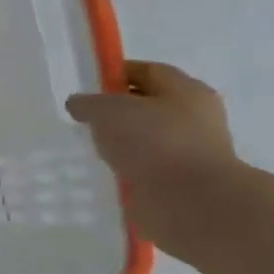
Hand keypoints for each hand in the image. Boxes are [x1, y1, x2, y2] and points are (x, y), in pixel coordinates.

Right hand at [66, 60, 243, 254]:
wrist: (191, 202)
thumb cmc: (154, 142)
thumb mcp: (107, 110)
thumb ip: (87, 103)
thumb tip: (79, 105)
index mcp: (185, 91)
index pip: (146, 71)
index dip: (114, 73)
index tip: (85, 86)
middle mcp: (193, 117)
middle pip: (147, 105)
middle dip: (115, 111)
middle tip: (83, 119)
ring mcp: (189, 152)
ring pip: (144, 139)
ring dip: (119, 143)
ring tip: (89, 148)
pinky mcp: (179, 182)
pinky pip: (144, 168)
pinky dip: (125, 169)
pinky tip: (102, 172)